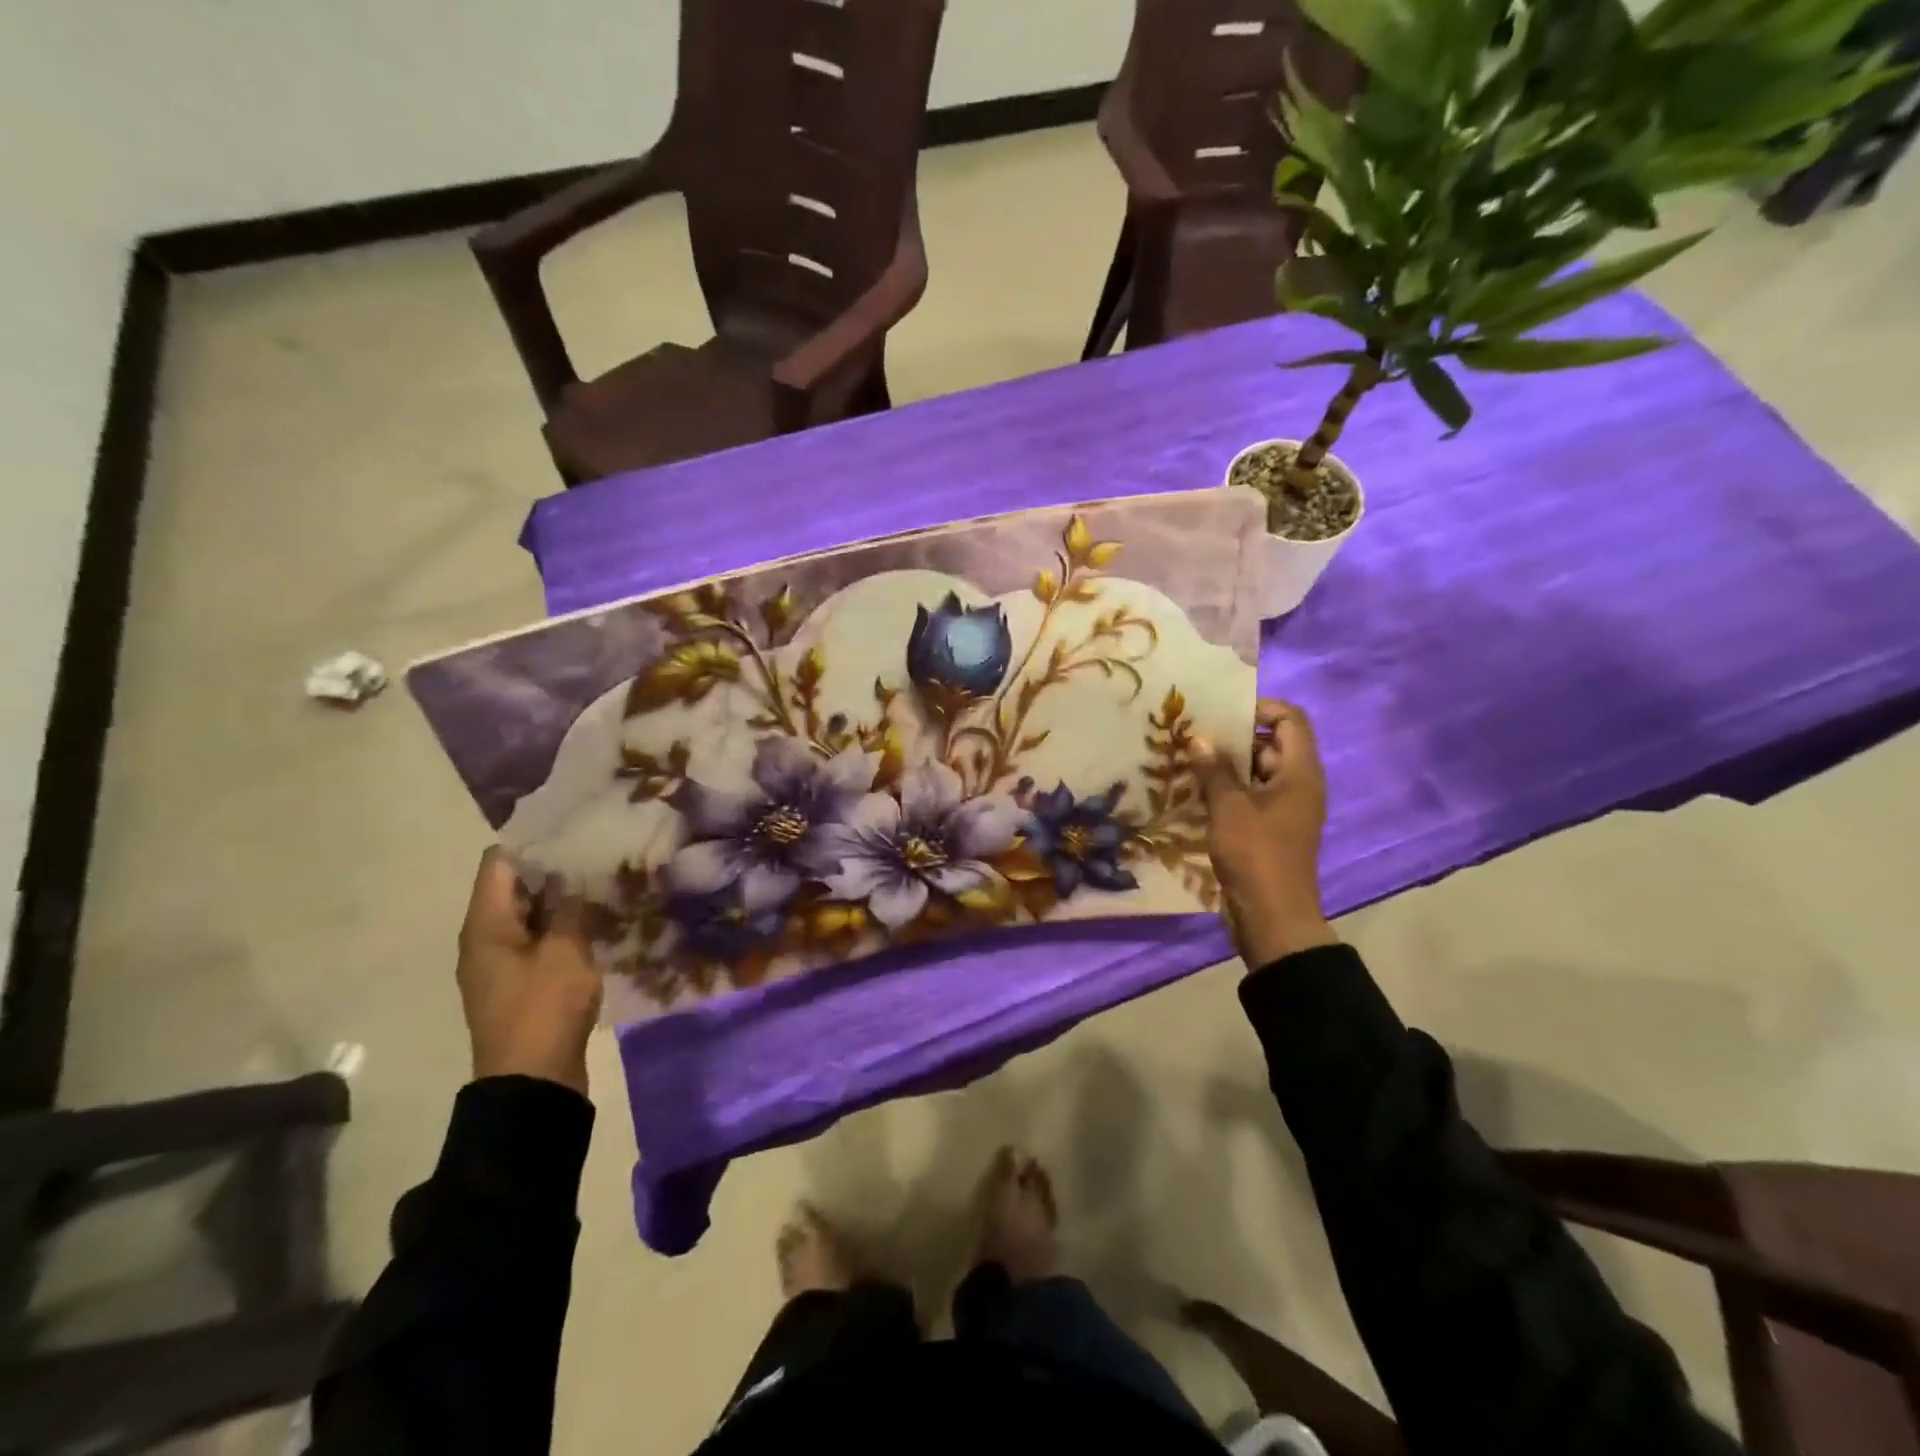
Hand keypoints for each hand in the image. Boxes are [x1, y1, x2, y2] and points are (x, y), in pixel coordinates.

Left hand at [456, 849, 603, 1096]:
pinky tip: (596, 922)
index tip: (573, 830)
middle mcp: (485, 939)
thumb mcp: (566, 950)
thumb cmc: (544, 1008)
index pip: (499, 863)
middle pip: (514, 887)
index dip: (532, 842)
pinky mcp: (520, 983)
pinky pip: (538, 940)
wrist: (533, 1082)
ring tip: (603, 882)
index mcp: (486, 925)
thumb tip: (571, 877)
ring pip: (530, 915)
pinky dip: (562, 927)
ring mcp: (501, 963)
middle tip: (598, 853)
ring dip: (561, 900)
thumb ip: (570, 907)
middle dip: (553, 870)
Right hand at [1191, 700, 1339, 967]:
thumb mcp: (1229, 807)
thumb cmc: (1256, 855)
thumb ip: (1214, 770)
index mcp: (1300, 772)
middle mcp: (1299, 785)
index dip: (1260, 708)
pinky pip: (1251, 797)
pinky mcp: (1271, 829)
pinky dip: (1228, 790)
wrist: (1273, 917)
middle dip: (1235, 738)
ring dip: (1227, 766)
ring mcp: (1286, 809)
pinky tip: (1196, 792)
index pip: (1290, 719)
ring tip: (1189, 761)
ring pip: (1258, 772)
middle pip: (1272, 744)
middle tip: (1195, 736)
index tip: (1222, 714)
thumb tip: (1198, 738)